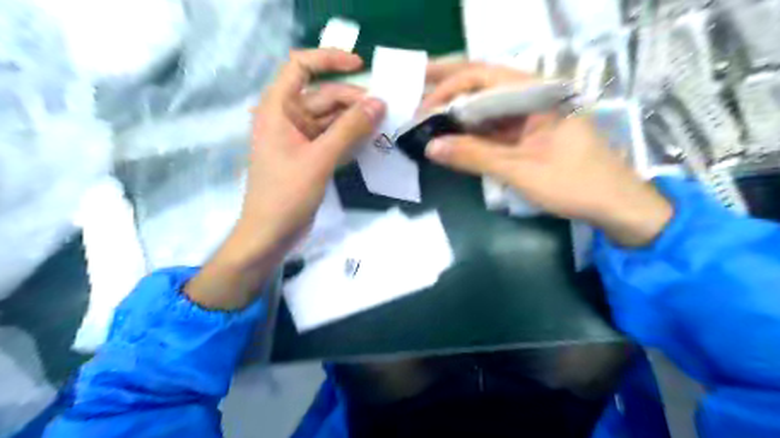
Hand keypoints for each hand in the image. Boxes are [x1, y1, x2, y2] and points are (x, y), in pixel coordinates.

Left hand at [187, 50, 385, 308]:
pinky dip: (352, 138)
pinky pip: (334, 138)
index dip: (329, 59)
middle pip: (324, 96)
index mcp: (278, 108)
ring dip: (356, 120)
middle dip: (353, 100)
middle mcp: (288, 118)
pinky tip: (372, 140)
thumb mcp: (319, 159)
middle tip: (385, 109)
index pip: (300, 66)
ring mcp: (300, 138)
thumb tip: (378, 102)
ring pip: (332, 119)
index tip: (360, 66)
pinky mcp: (311, 156)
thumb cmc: (286, 195)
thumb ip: (349, 130)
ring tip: (384, 124)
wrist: (270, 234)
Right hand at [422, 61, 669, 245]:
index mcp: (537, 94)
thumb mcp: (520, 170)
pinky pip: (494, 126)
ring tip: (426, 114)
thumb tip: (431, 147)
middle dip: (448, 86)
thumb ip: (474, 156)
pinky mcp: (528, 134)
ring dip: (457, 110)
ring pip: (486, 105)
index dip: (448, 89)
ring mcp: (530, 116)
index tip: (422, 108)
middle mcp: (533, 97)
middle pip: (483, 84)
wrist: (615, 205)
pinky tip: (452, 135)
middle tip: (415, 87)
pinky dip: (471, 130)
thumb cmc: (574, 184)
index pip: (483, 77)